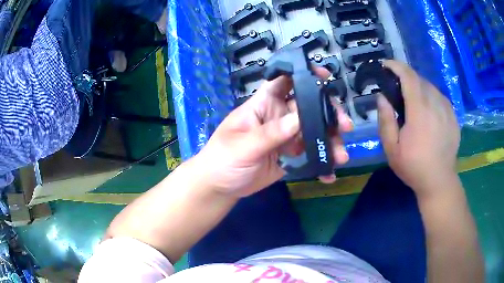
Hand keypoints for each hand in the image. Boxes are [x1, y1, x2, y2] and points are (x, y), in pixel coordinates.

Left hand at [193, 68, 352, 197]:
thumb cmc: (222, 159)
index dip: (303, 75)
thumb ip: (270, 134)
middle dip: (328, 114)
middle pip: (308, 107)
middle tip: (344, 125)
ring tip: (341, 156)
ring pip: (313, 132)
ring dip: (329, 141)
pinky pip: (310, 156)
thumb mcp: (243, 146)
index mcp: (263, 105)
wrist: (219, 187)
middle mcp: (278, 117)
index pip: (283, 82)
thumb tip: (298, 119)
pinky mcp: (290, 157)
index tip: (324, 75)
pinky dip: (320, 163)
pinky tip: (329, 173)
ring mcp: (286, 138)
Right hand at [378, 60, 459, 196]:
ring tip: (413, 100)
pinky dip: (431, 96)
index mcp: (419, 111)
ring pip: (431, 87)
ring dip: (419, 87)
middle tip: (398, 89)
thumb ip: (385, 121)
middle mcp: (435, 104)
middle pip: (419, 79)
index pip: (409, 76)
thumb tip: (382, 97)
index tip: (386, 65)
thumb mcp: (391, 149)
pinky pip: (440, 97)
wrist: (439, 181)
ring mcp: (447, 109)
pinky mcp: (453, 116)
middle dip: (406, 77)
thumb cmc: (413, 167)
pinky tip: (428, 109)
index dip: (396, 66)